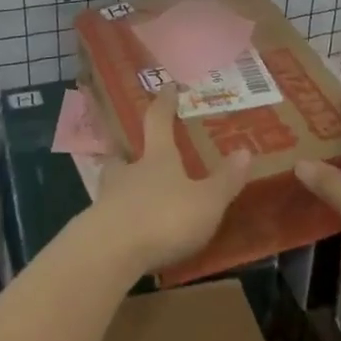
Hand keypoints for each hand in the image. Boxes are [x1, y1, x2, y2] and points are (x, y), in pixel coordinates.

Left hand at [89, 86, 252, 275]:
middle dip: (129, 152)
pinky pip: (109, 217)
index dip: (164, 104)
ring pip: (112, 184)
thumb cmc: (163, 218)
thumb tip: (245, 150)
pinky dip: (117, 219)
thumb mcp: (205, 202)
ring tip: (131, 195)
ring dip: (121, 187)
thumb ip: (224, 180)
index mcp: (157, 158)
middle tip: (133, 153)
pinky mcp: (95, 230)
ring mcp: (108, 199)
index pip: (158, 121)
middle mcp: (129, 172)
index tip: (167, 87)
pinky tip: (126, 232)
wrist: (109, 253)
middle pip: (124, 154)